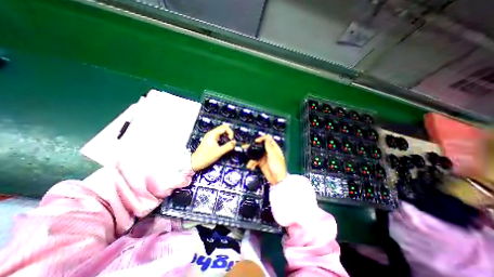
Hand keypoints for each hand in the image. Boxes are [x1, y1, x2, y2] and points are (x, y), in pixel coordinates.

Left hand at [190, 123, 235, 170]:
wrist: (195, 162)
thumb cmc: (207, 157)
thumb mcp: (219, 152)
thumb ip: (228, 146)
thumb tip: (235, 142)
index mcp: (213, 134)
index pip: (225, 127)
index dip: (230, 132)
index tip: (231, 140)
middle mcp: (211, 133)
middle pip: (223, 128)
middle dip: (229, 133)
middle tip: (230, 141)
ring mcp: (210, 136)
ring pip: (221, 132)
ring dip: (226, 136)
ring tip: (228, 143)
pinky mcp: (210, 140)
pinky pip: (218, 136)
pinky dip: (223, 138)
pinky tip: (223, 144)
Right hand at [245, 135, 287, 184]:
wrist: (277, 180)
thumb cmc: (278, 167)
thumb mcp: (273, 155)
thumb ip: (269, 146)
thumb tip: (267, 136)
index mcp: (274, 148)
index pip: (267, 140)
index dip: (261, 139)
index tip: (256, 141)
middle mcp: (268, 152)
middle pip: (260, 146)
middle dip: (253, 147)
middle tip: (246, 147)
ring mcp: (264, 158)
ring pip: (256, 154)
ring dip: (251, 158)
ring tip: (249, 162)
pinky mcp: (261, 163)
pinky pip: (255, 161)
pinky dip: (252, 163)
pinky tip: (251, 166)